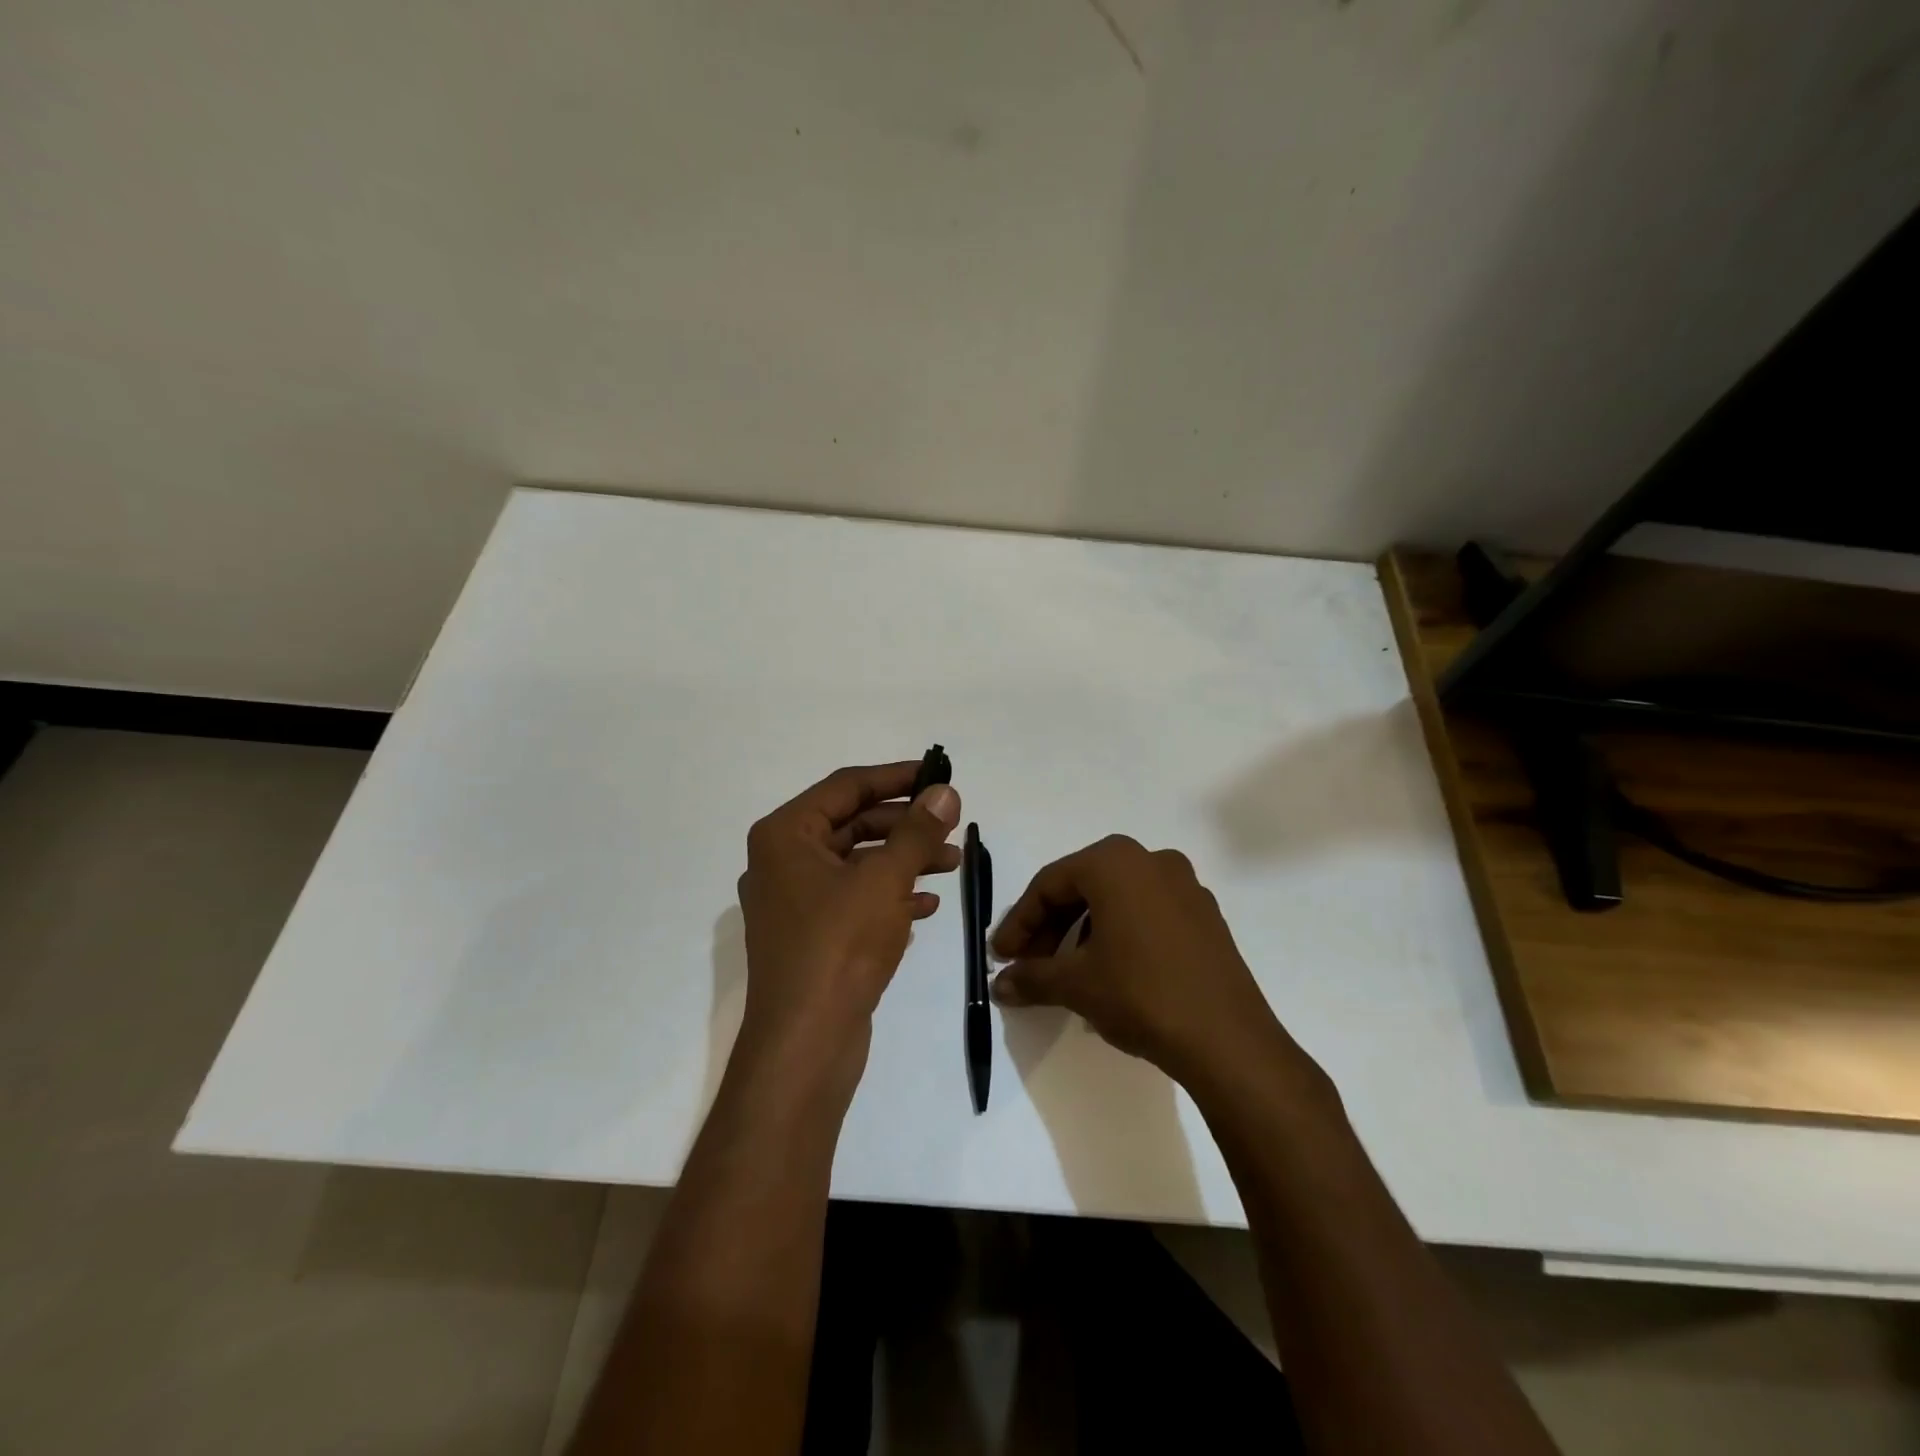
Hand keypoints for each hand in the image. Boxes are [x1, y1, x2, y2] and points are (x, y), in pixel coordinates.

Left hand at [735, 762, 961, 1093]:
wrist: (806, 1042)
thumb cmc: (840, 946)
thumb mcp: (885, 879)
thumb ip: (917, 831)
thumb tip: (944, 792)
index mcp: (785, 836)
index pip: (846, 787)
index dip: (896, 777)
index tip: (937, 776)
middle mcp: (782, 862)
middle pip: (852, 824)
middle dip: (905, 825)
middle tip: (951, 826)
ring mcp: (794, 903)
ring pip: (857, 864)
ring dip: (903, 860)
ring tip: (952, 864)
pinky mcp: (810, 937)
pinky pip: (853, 900)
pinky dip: (889, 896)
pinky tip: (926, 904)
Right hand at [990, 835, 1303, 1090]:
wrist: (1228, 1040)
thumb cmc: (1141, 994)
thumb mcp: (1076, 985)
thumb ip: (1031, 977)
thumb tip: (998, 985)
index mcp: (1115, 862)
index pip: (1050, 884)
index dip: (1019, 922)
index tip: (1000, 956)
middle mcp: (1151, 860)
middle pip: (1083, 887)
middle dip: (1050, 926)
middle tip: (1029, 964)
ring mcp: (1185, 886)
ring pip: (1116, 899)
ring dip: (1083, 931)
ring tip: (1067, 973)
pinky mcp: (1205, 915)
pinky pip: (1147, 913)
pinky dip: (1119, 934)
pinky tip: (1109, 972)